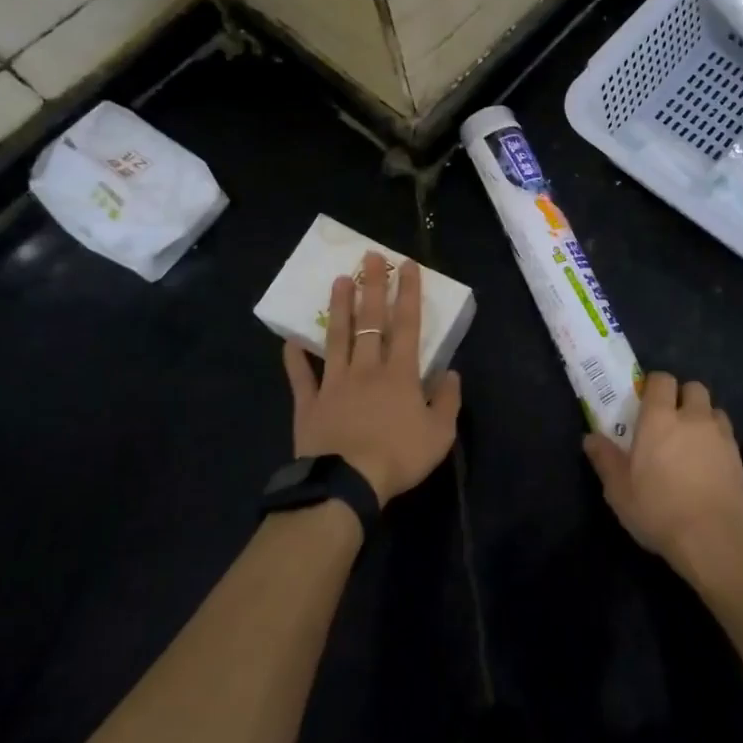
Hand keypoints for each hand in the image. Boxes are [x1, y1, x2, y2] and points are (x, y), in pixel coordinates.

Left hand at [283, 252, 460, 507]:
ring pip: (336, 337)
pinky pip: (301, 376)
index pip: (406, 324)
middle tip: (369, 257)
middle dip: (372, 286)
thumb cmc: (398, 457)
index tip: (406, 265)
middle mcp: (366, 368)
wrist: (346, 485)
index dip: (408, 292)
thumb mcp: (439, 434)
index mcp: (399, 373)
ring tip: (339, 280)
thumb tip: (452, 372)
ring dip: (339, 308)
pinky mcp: (309, 403)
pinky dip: (295, 358)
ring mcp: (334, 383)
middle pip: (369, 320)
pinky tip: (289, 340)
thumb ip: (448, 401)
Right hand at [584, 371, 742, 580]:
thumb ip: (605, 459)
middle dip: (683, 396)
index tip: (647, 401)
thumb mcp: (619, 490)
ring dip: (704, 418)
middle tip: (672, 419)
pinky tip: (710, 466)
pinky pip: (728, 438)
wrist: (715, 540)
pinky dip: (719, 443)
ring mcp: (721, 437)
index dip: (655, 385)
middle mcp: (693, 418)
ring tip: (694, 441)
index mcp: (660, 418)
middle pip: (694, 388)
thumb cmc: (659, 510)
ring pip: (714, 411)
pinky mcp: (740, 459)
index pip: (662, 380)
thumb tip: (589, 438)